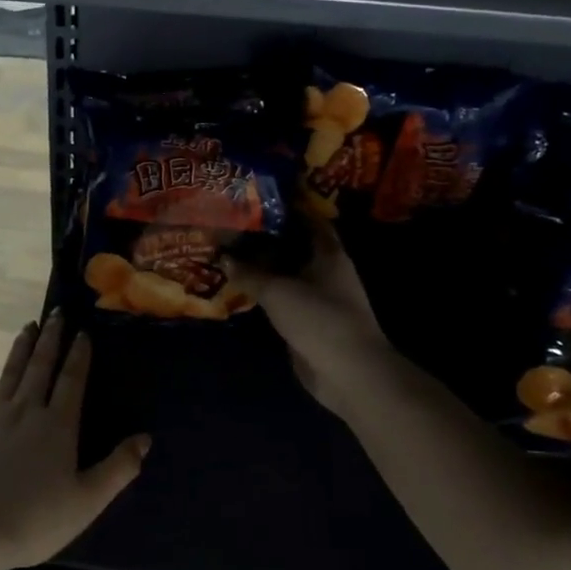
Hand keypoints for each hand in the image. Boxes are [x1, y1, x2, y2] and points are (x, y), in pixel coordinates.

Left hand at [0, 312, 147, 569]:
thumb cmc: (34, 521)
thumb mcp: (87, 501)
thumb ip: (118, 468)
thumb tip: (145, 438)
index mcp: (57, 426)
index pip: (72, 380)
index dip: (79, 355)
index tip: (82, 331)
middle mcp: (26, 410)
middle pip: (41, 366)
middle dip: (51, 338)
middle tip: (56, 312)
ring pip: (11, 372)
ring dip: (22, 347)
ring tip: (30, 325)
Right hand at [227, 223, 395, 417]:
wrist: (347, 372)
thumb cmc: (319, 318)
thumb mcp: (278, 291)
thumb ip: (249, 273)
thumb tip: (224, 257)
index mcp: (329, 254)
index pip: (309, 219)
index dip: (287, 207)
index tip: (258, 197)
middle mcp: (326, 271)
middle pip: (294, 247)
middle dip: (266, 238)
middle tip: (233, 225)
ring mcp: (317, 298)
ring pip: (286, 274)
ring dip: (262, 267)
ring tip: (228, 252)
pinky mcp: (307, 322)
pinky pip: (281, 299)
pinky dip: (263, 293)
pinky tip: (238, 286)